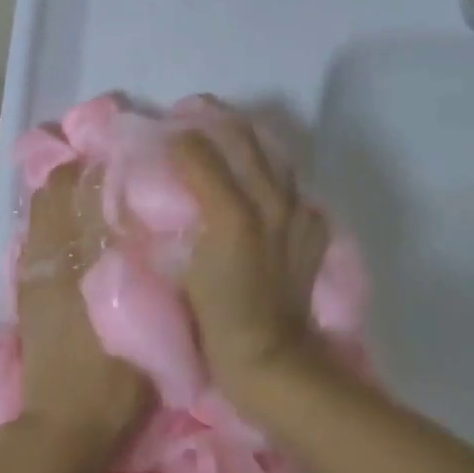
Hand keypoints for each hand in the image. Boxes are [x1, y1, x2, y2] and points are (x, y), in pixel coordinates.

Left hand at [13, 164, 153, 472]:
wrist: (65, 429)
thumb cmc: (119, 382)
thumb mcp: (156, 330)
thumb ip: (162, 278)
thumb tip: (170, 233)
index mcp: (88, 263)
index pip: (88, 191)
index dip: (107, 167)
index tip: (131, 159)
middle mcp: (55, 257)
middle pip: (57, 189)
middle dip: (83, 173)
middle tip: (117, 174)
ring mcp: (34, 273)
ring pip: (40, 208)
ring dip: (64, 194)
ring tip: (95, 197)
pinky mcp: (26, 290)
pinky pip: (33, 236)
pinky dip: (51, 220)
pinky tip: (76, 232)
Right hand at [169, 122, 329, 405]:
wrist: (271, 358)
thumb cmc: (217, 318)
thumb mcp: (183, 270)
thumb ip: (176, 224)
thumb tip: (164, 187)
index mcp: (233, 210)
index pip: (200, 153)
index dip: (178, 137)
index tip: (161, 132)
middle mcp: (270, 202)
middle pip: (244, 141)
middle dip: (216, 120)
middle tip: (192, 114)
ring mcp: (296, 215)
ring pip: (274, 158)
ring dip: (248, 140)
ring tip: (227, 135)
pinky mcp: (311, 231)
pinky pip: (294, 189)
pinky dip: (275, 177)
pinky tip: (262, 185)